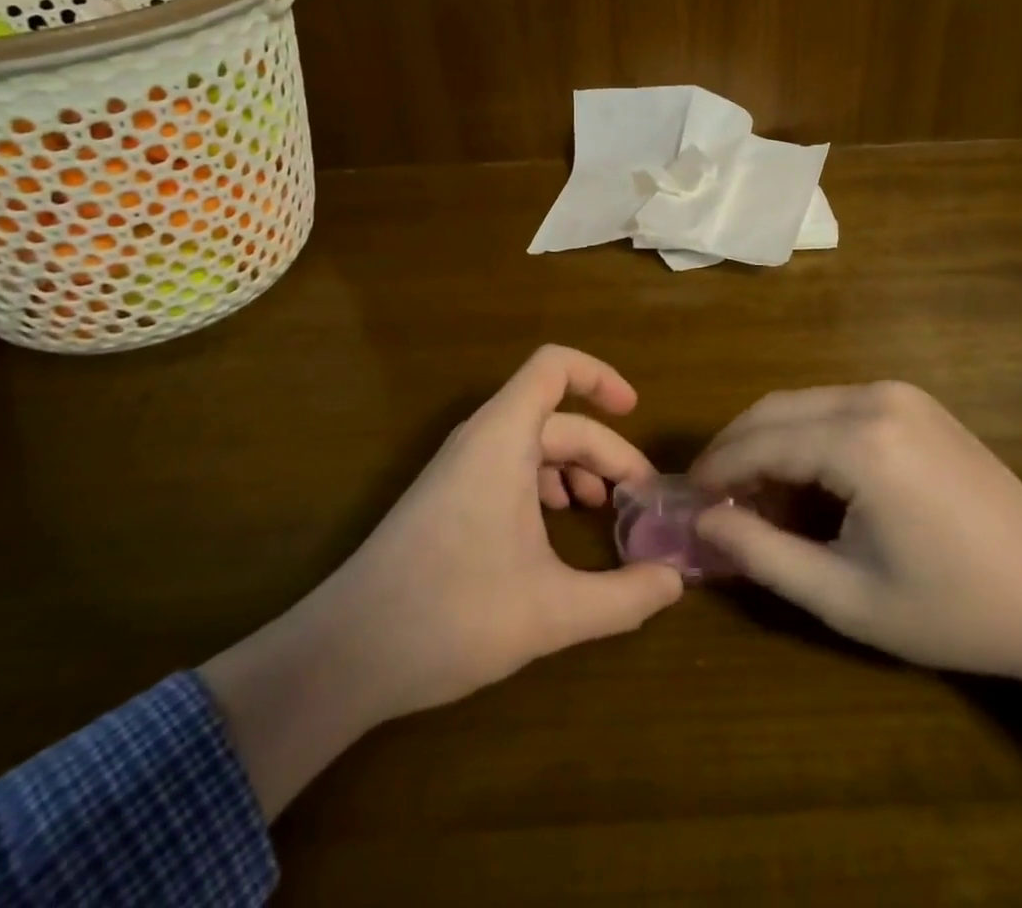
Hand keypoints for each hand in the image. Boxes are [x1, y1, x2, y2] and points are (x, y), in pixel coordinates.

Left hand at [203, 346, 682, 814]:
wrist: (345, 654)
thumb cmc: (452, 614)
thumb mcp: (552, 611)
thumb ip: (623, 597)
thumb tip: (675, 582)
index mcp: (503, 437)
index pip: (555, 366)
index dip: (601, 376)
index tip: (636, 412)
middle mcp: (481, 439)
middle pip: (558, 419)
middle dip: (605, 453)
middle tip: (639, 502)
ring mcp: (460, 468)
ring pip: (533, 445)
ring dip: (576, 470)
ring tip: (603, 513)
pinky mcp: (448, 497)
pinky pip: (509, 468)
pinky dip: (544, 485)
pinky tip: (556, 529)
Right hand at [690, 381, 1021, 681]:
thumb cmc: (953, 607)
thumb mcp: (846, 597)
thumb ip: (763, 554)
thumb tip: (701, 522)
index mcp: (859, 442)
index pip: (760, 441)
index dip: (717, 469)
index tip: (687, 499)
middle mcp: (873, 398)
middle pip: (775, 409)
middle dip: (736, 448)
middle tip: (713, 497)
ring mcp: (897, 392)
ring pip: (802, 403)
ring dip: (769, 441)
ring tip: (754, 495)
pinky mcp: (913, 400)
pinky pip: (835, 406)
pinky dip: (806, 434)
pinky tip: (805, 477)